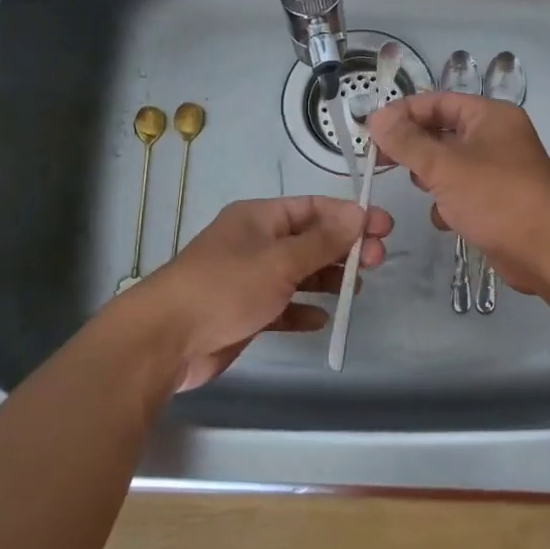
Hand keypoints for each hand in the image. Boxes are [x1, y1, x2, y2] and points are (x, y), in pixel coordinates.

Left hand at [128, 197, 391, 391]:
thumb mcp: (280, 260)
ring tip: (356, 290)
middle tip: (377, 260)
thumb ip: (322, 241)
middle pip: (309, 240)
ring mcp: (248, 279)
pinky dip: (302, 310)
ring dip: (327, 279)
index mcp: (259, 218)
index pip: (312, 208)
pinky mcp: (244, 312)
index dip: (349, 215)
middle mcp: (255, 243)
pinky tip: (320, 320)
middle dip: (343, 248)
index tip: (383, 226)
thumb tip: (358, 213)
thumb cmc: (225, 288)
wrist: (165, 340)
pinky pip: (282, 306)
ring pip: (298, 274)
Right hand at [367, 93, 549, 295]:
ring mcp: (498, 170)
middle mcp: (496, 137)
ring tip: (423, 189)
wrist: (546, 250)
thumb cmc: (496, 197)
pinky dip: (449, 203)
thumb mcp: (443, 166)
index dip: (403, 113)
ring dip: (431, 178)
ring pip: (449, 165)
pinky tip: (447, 218)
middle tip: (380, 161)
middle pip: (442, 132)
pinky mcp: (496, 201)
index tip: (371, 130)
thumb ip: (406, 141)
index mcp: (489, 116)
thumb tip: (376, 117)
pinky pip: (461, 192)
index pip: (437, 102)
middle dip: (414, 148)